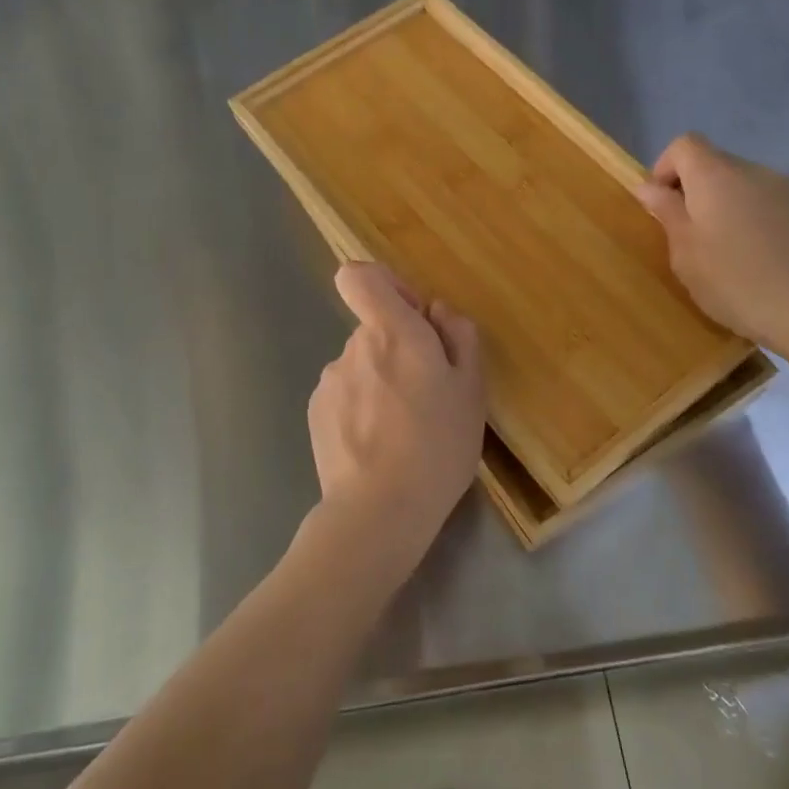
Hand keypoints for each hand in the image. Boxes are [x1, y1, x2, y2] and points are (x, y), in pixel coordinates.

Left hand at [306, 262, 485, 565]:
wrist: (378, 511)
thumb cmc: (438, 446)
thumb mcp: (472, 390)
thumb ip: (459, 336)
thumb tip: (437, 311)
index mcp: (393, 332)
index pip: (360, 276)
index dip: (385, 285)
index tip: (412, 316)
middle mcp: (353, 347)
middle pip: (374, 328)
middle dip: (399, 349)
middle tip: (428, 395)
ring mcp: (330, 381)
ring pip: (362, 365)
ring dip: (381, 382)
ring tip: (404, 429)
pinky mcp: (316, 412)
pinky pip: (345, 394)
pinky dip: (361, 408)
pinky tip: (378, 445)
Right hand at [635, 134, 788, 360]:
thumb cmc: (733, 281)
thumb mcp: (685, 252)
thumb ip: (666, 212)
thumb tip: (649, 186)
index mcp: (715, 176)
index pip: (684, 145)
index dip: (665, 168)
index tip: (662, 205)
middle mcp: (753, 171)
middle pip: (715, 163)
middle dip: (696, 191)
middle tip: (690, 236)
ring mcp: (788, 189)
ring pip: (745, 185)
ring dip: (728, 206)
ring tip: (729, 251)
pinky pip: (772, 204)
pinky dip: (758, 220)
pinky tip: (762, 258)